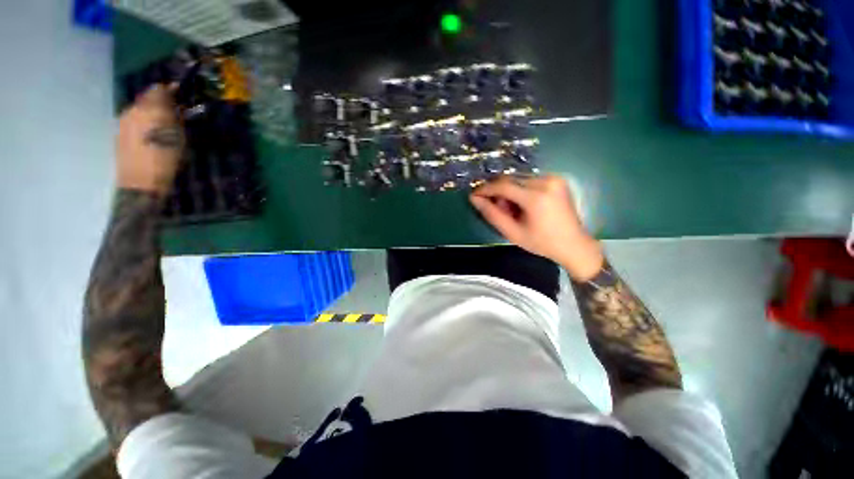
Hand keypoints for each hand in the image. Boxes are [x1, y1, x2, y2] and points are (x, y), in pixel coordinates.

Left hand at [116, 84, 183, 195]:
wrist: (140, 182)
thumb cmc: (165, 160)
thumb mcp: (178, 138)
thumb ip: (176, 118)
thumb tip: (176, 105)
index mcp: (149, 109)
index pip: (158, 89)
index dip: (170, 90)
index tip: (181, 95)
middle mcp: (133, 110)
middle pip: (147, 98)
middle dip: (160, 102)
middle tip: (174, 112)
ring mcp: (123, 121)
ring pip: (140, 108)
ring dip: (151, 112)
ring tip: (163, 124)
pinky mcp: (119, 132)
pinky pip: (134, 119)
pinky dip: (144, 121)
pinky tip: (151, 133)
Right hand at [470, 175, 603, 280]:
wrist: (574, 245)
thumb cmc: (541, 243)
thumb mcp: (512, 232)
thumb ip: (492, 214)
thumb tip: (474, 199)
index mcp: (537, 197)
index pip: (503, 186)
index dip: (485, 189)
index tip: (474, 195)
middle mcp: (546, 181)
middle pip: (510, 180)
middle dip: (497, 192)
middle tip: (494, 207)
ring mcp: (554, 178)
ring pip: (518, 179)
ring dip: (508, 191)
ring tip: (509, 209)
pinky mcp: (557, 179)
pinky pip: (529, 180)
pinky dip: (519, 189)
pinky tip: (521, 204)